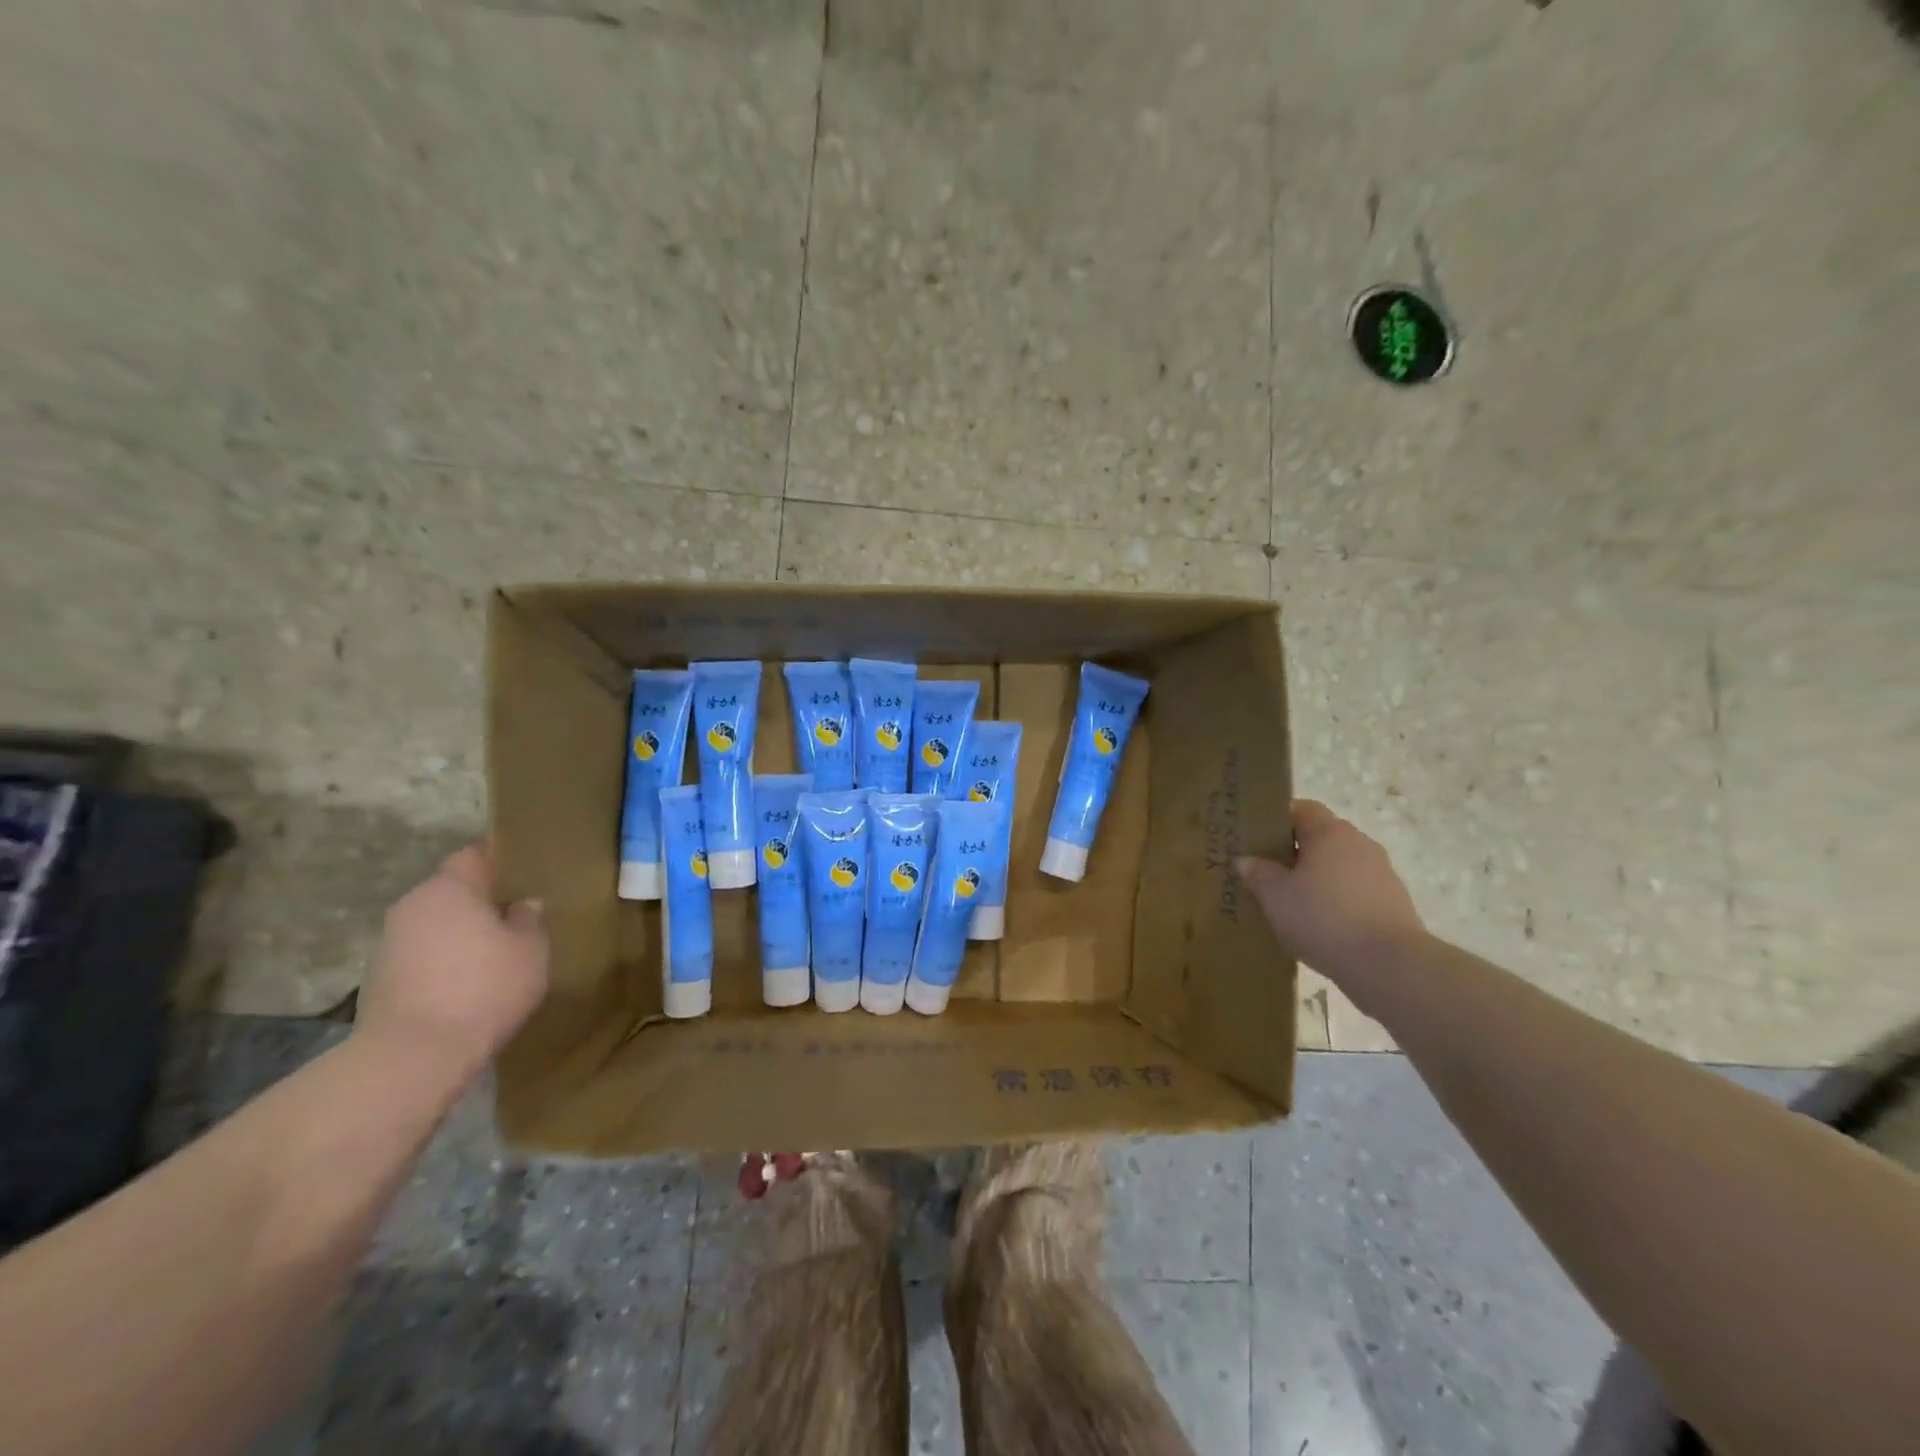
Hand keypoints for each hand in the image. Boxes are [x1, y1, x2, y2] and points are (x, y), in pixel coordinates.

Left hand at [355, 842, 548, 1084]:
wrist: (412, 1057)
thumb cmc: (484, 988)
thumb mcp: (530, 950)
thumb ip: (528, 920)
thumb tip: (522, 905)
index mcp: (449, 888)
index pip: (474, 856)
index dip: (499, 860)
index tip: (523, 872)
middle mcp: (412, 906)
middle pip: (451, 891)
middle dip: (480, 901)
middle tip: (516, 916)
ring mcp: (388, 944)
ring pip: (435, 925)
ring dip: (460, 935)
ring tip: (494, 955)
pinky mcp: (378, 981)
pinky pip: (421, 957)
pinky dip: (443, 963)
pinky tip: (467, 985)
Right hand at [1236, 801, 1425, 988]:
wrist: (1388, 965)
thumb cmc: (1323, 918)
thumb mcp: (1275, 896)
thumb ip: (1258, 873)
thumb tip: (1246, 859)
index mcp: (1330, 832)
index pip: (1301, 809)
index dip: (1277, 820)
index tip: (1256, 840)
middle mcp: (1359, 844)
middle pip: (1320, 838)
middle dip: (1294, 854)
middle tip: (1266, 875)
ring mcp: (1381, 874)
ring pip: (1338, 867)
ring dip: (1316, 880)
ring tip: (1291, 906)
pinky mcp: (1393, 904)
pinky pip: (1354, 892)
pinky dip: (1336, 902)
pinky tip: (1320, 927)